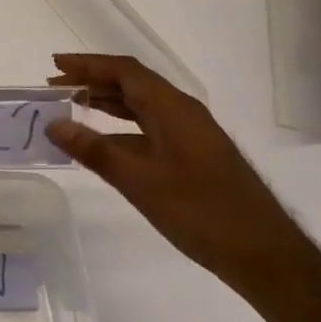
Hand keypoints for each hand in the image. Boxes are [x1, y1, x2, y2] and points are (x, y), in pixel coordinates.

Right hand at [45, 53, 309, 294]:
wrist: (267, 257)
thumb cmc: (202, 213)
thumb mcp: (140, 182)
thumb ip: (95, 151)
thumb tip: (54, 124)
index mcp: (172, 108)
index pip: (124, 71)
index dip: (87, 64)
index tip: (54, 66)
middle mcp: (182, 112)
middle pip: (131, 83)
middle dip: (92, 80)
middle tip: (54, 86)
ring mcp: (191, 134)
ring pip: (140, 106)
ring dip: (106, 101)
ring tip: (70, 105)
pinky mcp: (194, 156)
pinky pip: (149, 127)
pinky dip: (121, 127)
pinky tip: (102, 142)